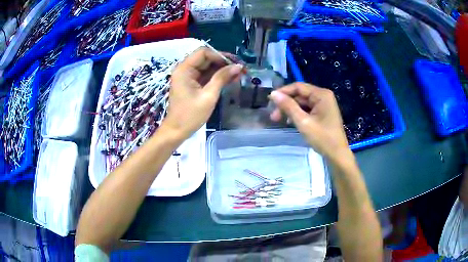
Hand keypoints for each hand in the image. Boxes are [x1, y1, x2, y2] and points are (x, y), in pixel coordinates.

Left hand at [163, 47, 244, 139]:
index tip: (235, 64)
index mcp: (184, 69)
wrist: (177, 131)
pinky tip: (231, 79)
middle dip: (224, 62)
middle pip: (206, 58)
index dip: (220, 56)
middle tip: (241, 69)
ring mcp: (188, 76)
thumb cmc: (190, 115)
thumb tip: (238, 66)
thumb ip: (222, 78)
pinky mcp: (192, 83)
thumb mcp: (208, 96)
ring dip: (223, 69)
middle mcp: (185, 69)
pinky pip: (206, 75)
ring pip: (208, 66)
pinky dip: (218, 76)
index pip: (204, 53)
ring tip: (239, 74)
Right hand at [269, 82, 350, 159]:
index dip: (283, 92)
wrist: (337, 155)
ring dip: (290, 110)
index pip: (298, 87)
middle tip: (273, 116)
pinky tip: (290, 122)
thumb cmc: (322, 138)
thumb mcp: (303, 122)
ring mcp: (324, 104)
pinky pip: (307, 109)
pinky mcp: (323, 113)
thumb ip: (288, 106)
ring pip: (302, 102)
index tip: (270, 101)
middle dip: (286, 104)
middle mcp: (323, 96)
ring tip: (279, 120)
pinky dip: (298, 114)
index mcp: (321, 94)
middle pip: (300, 95)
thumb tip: (273, 94)